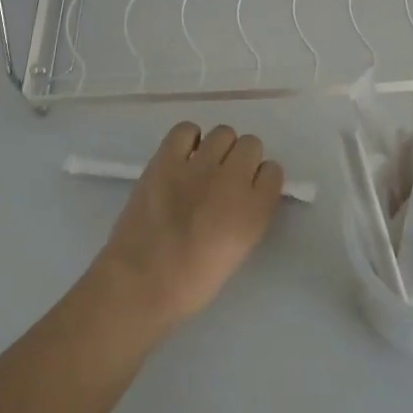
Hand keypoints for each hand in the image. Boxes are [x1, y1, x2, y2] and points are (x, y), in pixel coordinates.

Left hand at [90, 123, 283, 330]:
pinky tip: (183, 155)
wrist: (140, 283)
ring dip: (219, 147)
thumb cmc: (192, 282)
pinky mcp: (167, 159)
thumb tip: (244, 194)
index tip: (249, 189)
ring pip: (224, 133)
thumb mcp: (239, 250)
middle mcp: (233, 180)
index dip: (260, 179)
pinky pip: (187, 129)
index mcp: (255, 210)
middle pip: (252, 145)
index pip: (273, 171)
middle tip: (225, 177)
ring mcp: (199, 166)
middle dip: (242, 159)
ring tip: (203, 165)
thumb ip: (249, 215)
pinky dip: (188, 138)